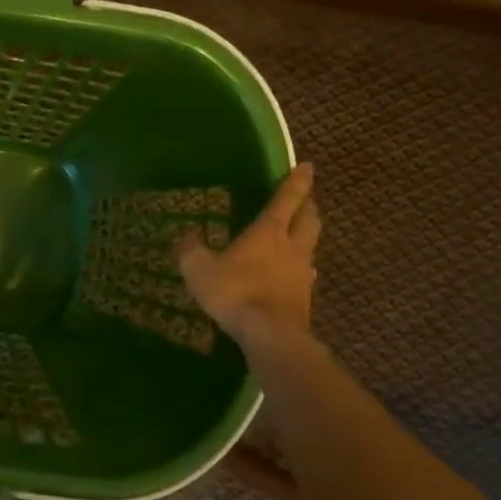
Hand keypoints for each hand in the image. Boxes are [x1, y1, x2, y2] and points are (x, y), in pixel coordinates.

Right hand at [178, 162, 321, 359]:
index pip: (286, 199)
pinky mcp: (304, 296)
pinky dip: (303, 265)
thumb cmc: (234, 292)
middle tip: (306, 198)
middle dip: (308, 205)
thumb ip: (192, 250)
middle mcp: (291, 246)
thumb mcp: (199, 269)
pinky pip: (307, 272)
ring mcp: (301, 272)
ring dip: (308, 234)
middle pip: (308, 219)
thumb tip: (189, 236)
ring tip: (302, 231)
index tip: (307, 166)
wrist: (269, 333)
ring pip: (311, 244)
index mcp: (267, 232)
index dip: (296, 181)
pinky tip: (299, 271)